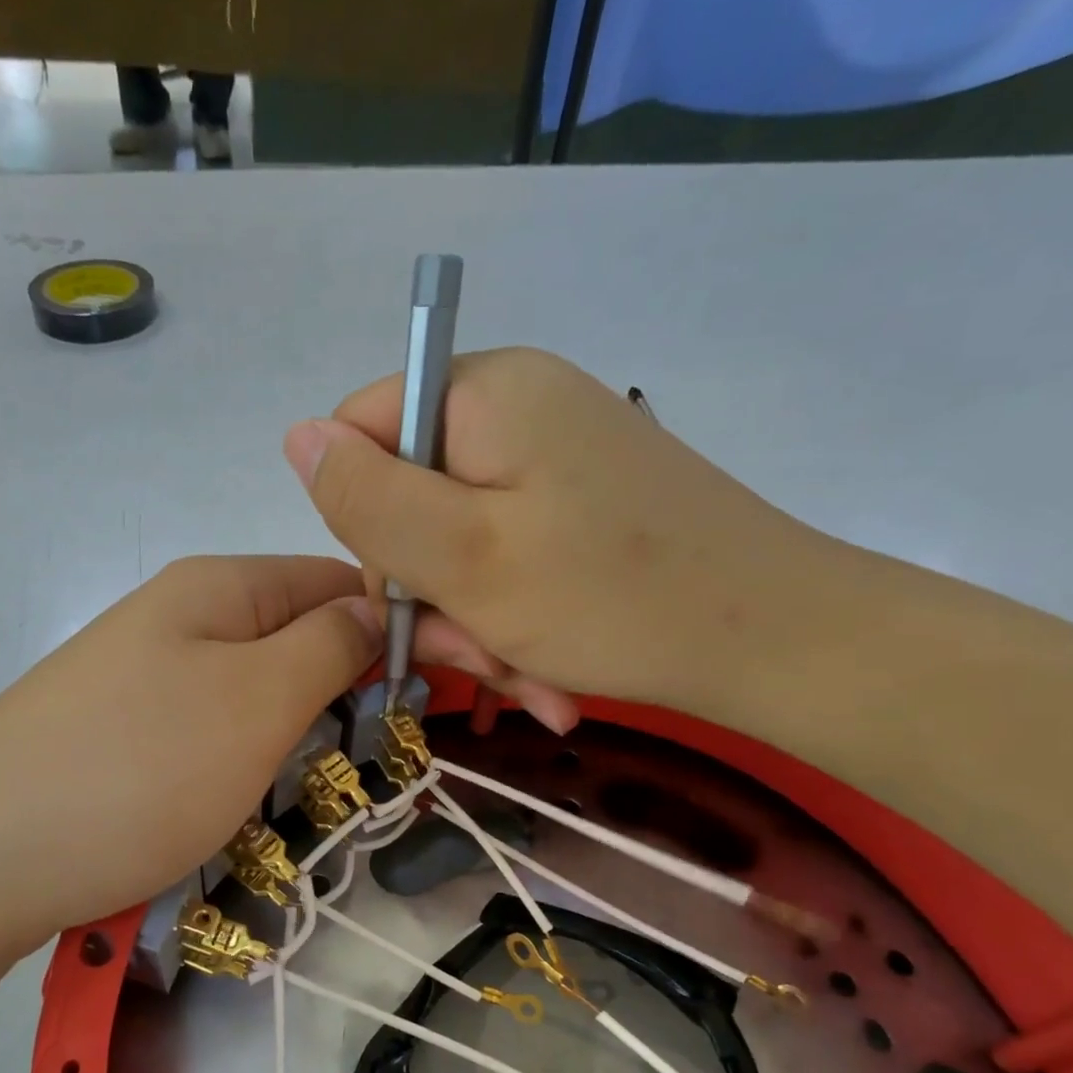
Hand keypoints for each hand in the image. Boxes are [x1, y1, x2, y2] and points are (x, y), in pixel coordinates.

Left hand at [0, 556, 378, 955]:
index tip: (425, 695)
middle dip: (338, 694)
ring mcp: (139, 677)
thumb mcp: (259, 698)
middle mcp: (176, 618)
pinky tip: (234, 807)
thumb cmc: (140, 769)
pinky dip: (235, 768)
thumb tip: (374, 607)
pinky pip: (203, 736)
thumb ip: (329, 644)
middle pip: (290, 638)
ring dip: (287, 740)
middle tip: (368, 762)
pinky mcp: (116, 735)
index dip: (387, 627)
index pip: (334, 580)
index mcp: (216, 587)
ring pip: (250, 695)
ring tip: (300, 794)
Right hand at [283, 348, 832, 727]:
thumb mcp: (463, 554)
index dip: (364, 522)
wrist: (776, 643)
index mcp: (484, 394)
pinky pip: (508, 562)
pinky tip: (541, 674)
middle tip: (471, 657)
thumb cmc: (610, 598)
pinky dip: (512, 622)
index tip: (410, 593)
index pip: (360, 435)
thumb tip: (296, 437)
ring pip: (458, 546)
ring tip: (520, 678)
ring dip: (473, 624)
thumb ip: (367, 496)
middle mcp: (516, 412)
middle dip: (430, 594)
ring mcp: (553, 462)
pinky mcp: (579, 507)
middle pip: (411, 501)